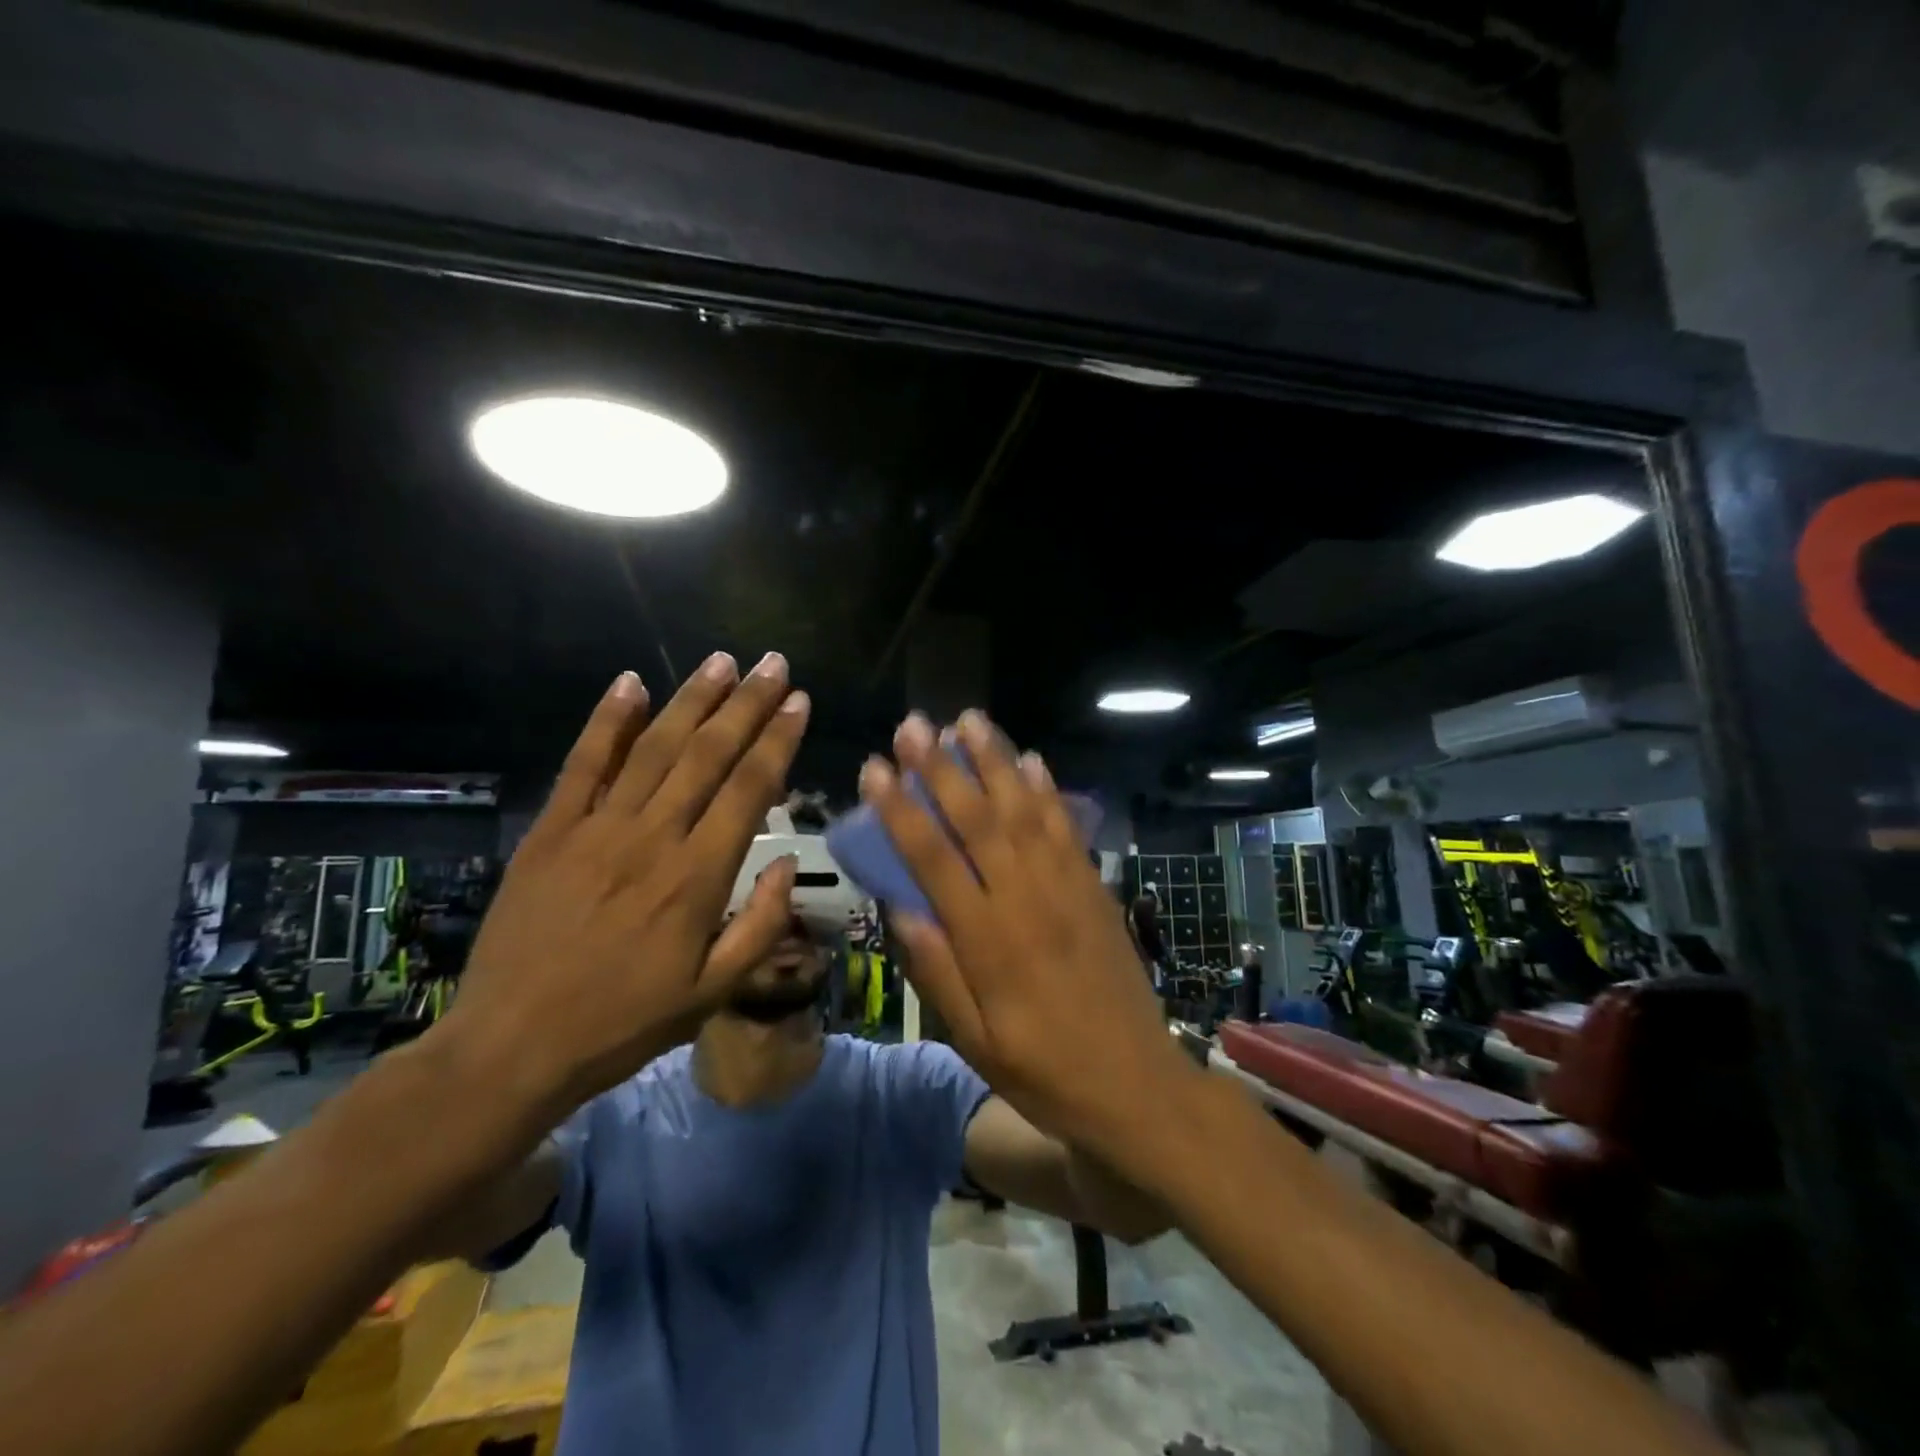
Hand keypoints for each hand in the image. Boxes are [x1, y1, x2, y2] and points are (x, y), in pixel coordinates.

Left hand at [444, 653, 808, 1115]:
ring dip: (691, 699)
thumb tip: (788, 864)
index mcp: (698, 877)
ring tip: (722, 661)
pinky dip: (607, 721)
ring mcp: (597, 828)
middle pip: (708, 755)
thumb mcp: (712, 993)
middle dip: (746, 704)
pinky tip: (631, 683)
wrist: (512, 1047)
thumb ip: (760, 926)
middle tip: (773, 663)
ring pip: (654, 748)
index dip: (778, 740)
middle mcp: (653, 838)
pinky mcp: (551, 831)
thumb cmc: (624, 1023)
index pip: (749, 789)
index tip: (799, 702)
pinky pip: (582, 765)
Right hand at [859, 710, 1195, 1150]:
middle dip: (942, 768)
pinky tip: (1031, 759)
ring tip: (969, 720)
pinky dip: (1047, 790)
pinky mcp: (1096, 888)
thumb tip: (899, 906)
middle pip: (977, 820)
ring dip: (995, 762)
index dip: (901, 811)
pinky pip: (1067, 828)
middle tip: (914, 725)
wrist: (1138, 1086)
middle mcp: (1026, 900)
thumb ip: (936, 971)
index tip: (875, 768)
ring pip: (1024, 810)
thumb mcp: (976, 1041)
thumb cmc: (1045, 1072)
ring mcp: (1067, 888)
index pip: (934, 860)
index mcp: (988, 941)